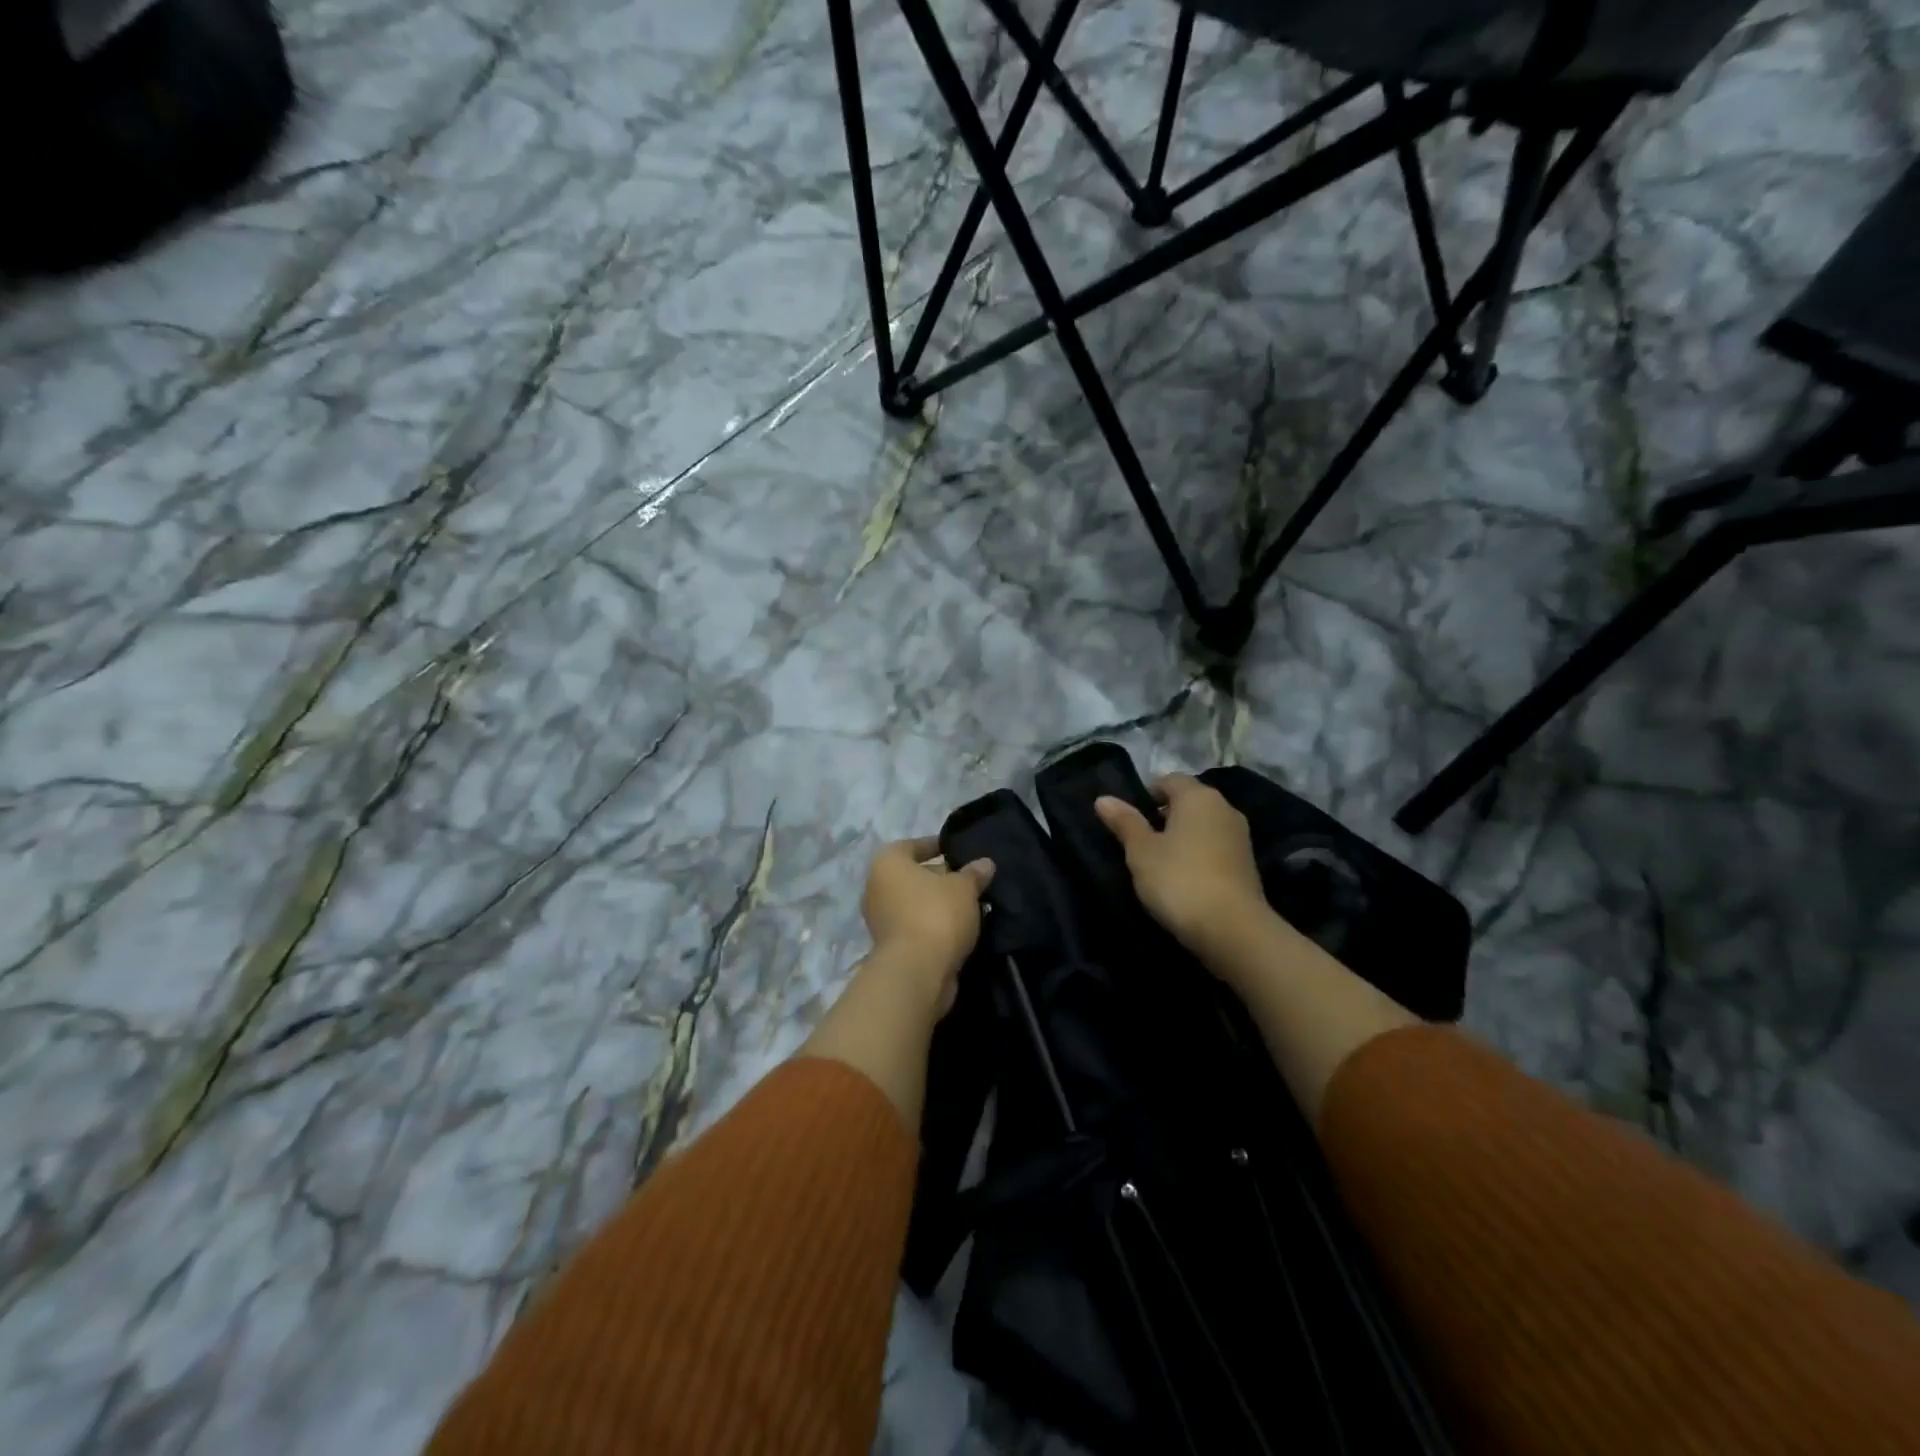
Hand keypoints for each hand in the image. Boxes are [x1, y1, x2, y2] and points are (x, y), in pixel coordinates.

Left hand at [860, 837, 994, 1013]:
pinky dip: (934, 925)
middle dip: (940, 878)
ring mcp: (880, 919)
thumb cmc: (936, 914)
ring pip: (915, 903)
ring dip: (938, 904)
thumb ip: (974, 873)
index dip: (936, 845)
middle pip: (913, 876)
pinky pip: (916, 926)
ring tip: (970, 906)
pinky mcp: (890, 946)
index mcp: (887, 863)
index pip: (912, 845)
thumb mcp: (964, 888)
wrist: (917, 971)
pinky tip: (959, 929)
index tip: (958, 851)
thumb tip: (985, 864)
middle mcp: (876, 887)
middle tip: (970, 881)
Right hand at [1095, 776, 1268, 960]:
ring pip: (1203, 825)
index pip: (1170, 779)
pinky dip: (1197, 854)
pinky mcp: (1246, 864)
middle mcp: (1224, 808)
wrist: (1232, 929)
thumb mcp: (1141, 851)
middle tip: (1137, 839)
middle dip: (1163, 814)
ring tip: (1157, 860)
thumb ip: (1124, 822)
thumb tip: (1103, 798)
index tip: (1127, 817)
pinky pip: (1214, 847)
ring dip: (1181, 836)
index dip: (1147, 793)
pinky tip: (1181, 876)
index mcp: (1198, 797)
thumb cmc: (1179, 880)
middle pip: (1189, 801)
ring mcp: (1239, 837)